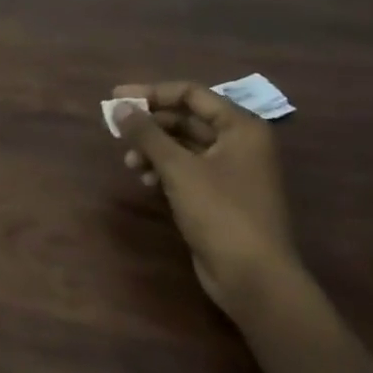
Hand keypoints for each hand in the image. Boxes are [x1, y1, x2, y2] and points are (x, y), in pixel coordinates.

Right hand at [113, 80, 305, 321]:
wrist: (255, 279)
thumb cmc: (221, 212)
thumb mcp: (178, 168)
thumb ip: (146, 133)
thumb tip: (118, 106)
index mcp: (241, 128)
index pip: (191, 94)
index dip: (152, 93)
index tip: (117, 98)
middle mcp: (240, 144)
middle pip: (186, 119)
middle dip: (150, 125)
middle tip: (117, 130)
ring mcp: (233, 172)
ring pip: (184, 145)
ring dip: (154, 149)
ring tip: (130, 163)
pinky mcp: (222, 196)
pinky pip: (188, 169)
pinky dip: (164, 170)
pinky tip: (146, 181)